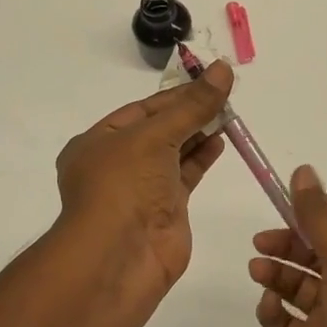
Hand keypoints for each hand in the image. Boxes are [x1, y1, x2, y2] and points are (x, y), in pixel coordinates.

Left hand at [55, 60, 232, 295]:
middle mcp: (117, 163)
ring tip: (229, 113)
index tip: (209, 80)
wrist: (119, 257)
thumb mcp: (155, 136)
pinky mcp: (165, 209)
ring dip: (199, 132)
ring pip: (174, 152)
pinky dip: (202, 157)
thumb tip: (223, 69)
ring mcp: (141, 188)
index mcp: (98, 142)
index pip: (142, 109)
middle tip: (225, 94)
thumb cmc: (124, 186)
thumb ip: (192, 105)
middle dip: (189, 112)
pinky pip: (186, 175)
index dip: (176, 95)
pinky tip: (221, 141)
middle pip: (159, 129)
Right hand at [251, 167, 326, 326]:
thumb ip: (319, 217)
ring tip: (257, 271)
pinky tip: (268, 306)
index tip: (278, 202)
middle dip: (287, 242)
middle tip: (260, 243)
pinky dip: (274, 313)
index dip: (311, 208)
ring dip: (277, 274)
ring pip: (298, 284)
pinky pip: (287, 323)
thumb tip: (303, 171)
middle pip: (315, 249)